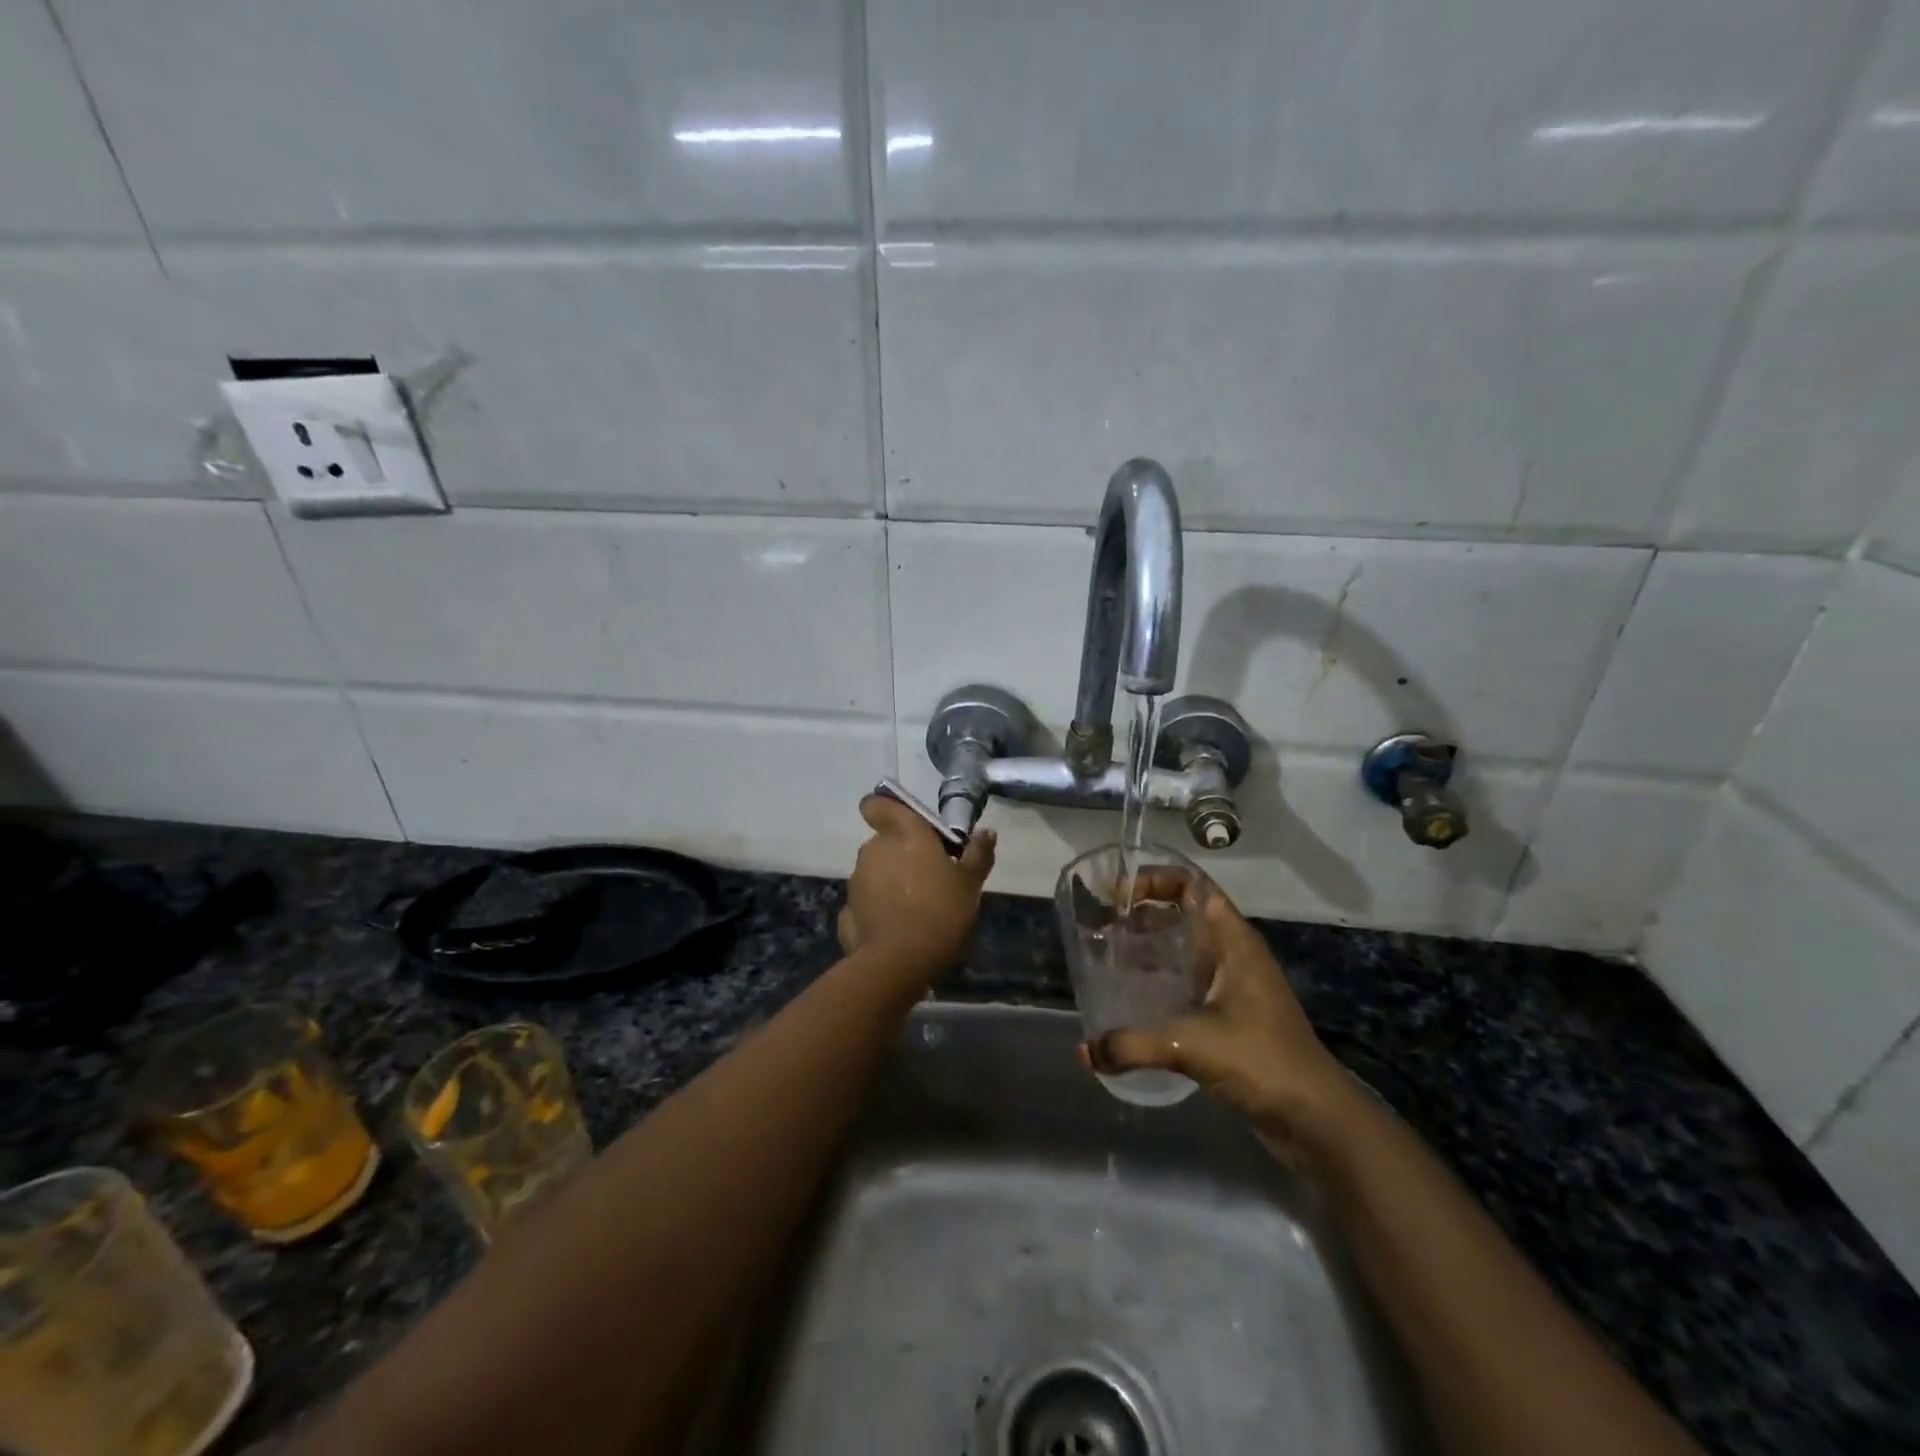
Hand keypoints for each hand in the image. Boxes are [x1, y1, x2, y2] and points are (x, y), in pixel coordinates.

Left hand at [838, 796, 995, 978]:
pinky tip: (897, 929)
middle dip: (901, 855)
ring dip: (890, 883)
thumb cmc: (941, 911)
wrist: (899, 962)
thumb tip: (986, 832)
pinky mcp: (847, 911)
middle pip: (884, 842)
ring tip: (916, 909)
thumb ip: (978, 854)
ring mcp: (856, 881)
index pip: (876, 805)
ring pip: (874, 873)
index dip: (884, 811)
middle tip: (929, 878)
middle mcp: (874, 849)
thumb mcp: (970, 884)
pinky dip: (878, 910)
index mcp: (903, 833)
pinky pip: (866, 903)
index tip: (904, 826)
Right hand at [1078, 878, 1351, 1144]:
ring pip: (1185, 949)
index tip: (1116, 895)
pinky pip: (1188, 981)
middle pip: (1184, 913)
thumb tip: (1084, 1051)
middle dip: (1143, 914)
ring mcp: (1234, 985)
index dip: (1154, 880)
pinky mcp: (1230, 1015)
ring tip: (1109, 957)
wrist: (1316, 1119)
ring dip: (1150, 947)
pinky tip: (1132, 999)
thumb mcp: (1192, 1045)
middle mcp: (1233, 954)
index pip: (1193, 885)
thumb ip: (1134, 1044)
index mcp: (1233, 940)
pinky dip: (1160, 980)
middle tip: (1104, 925)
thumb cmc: (1261, 1061)